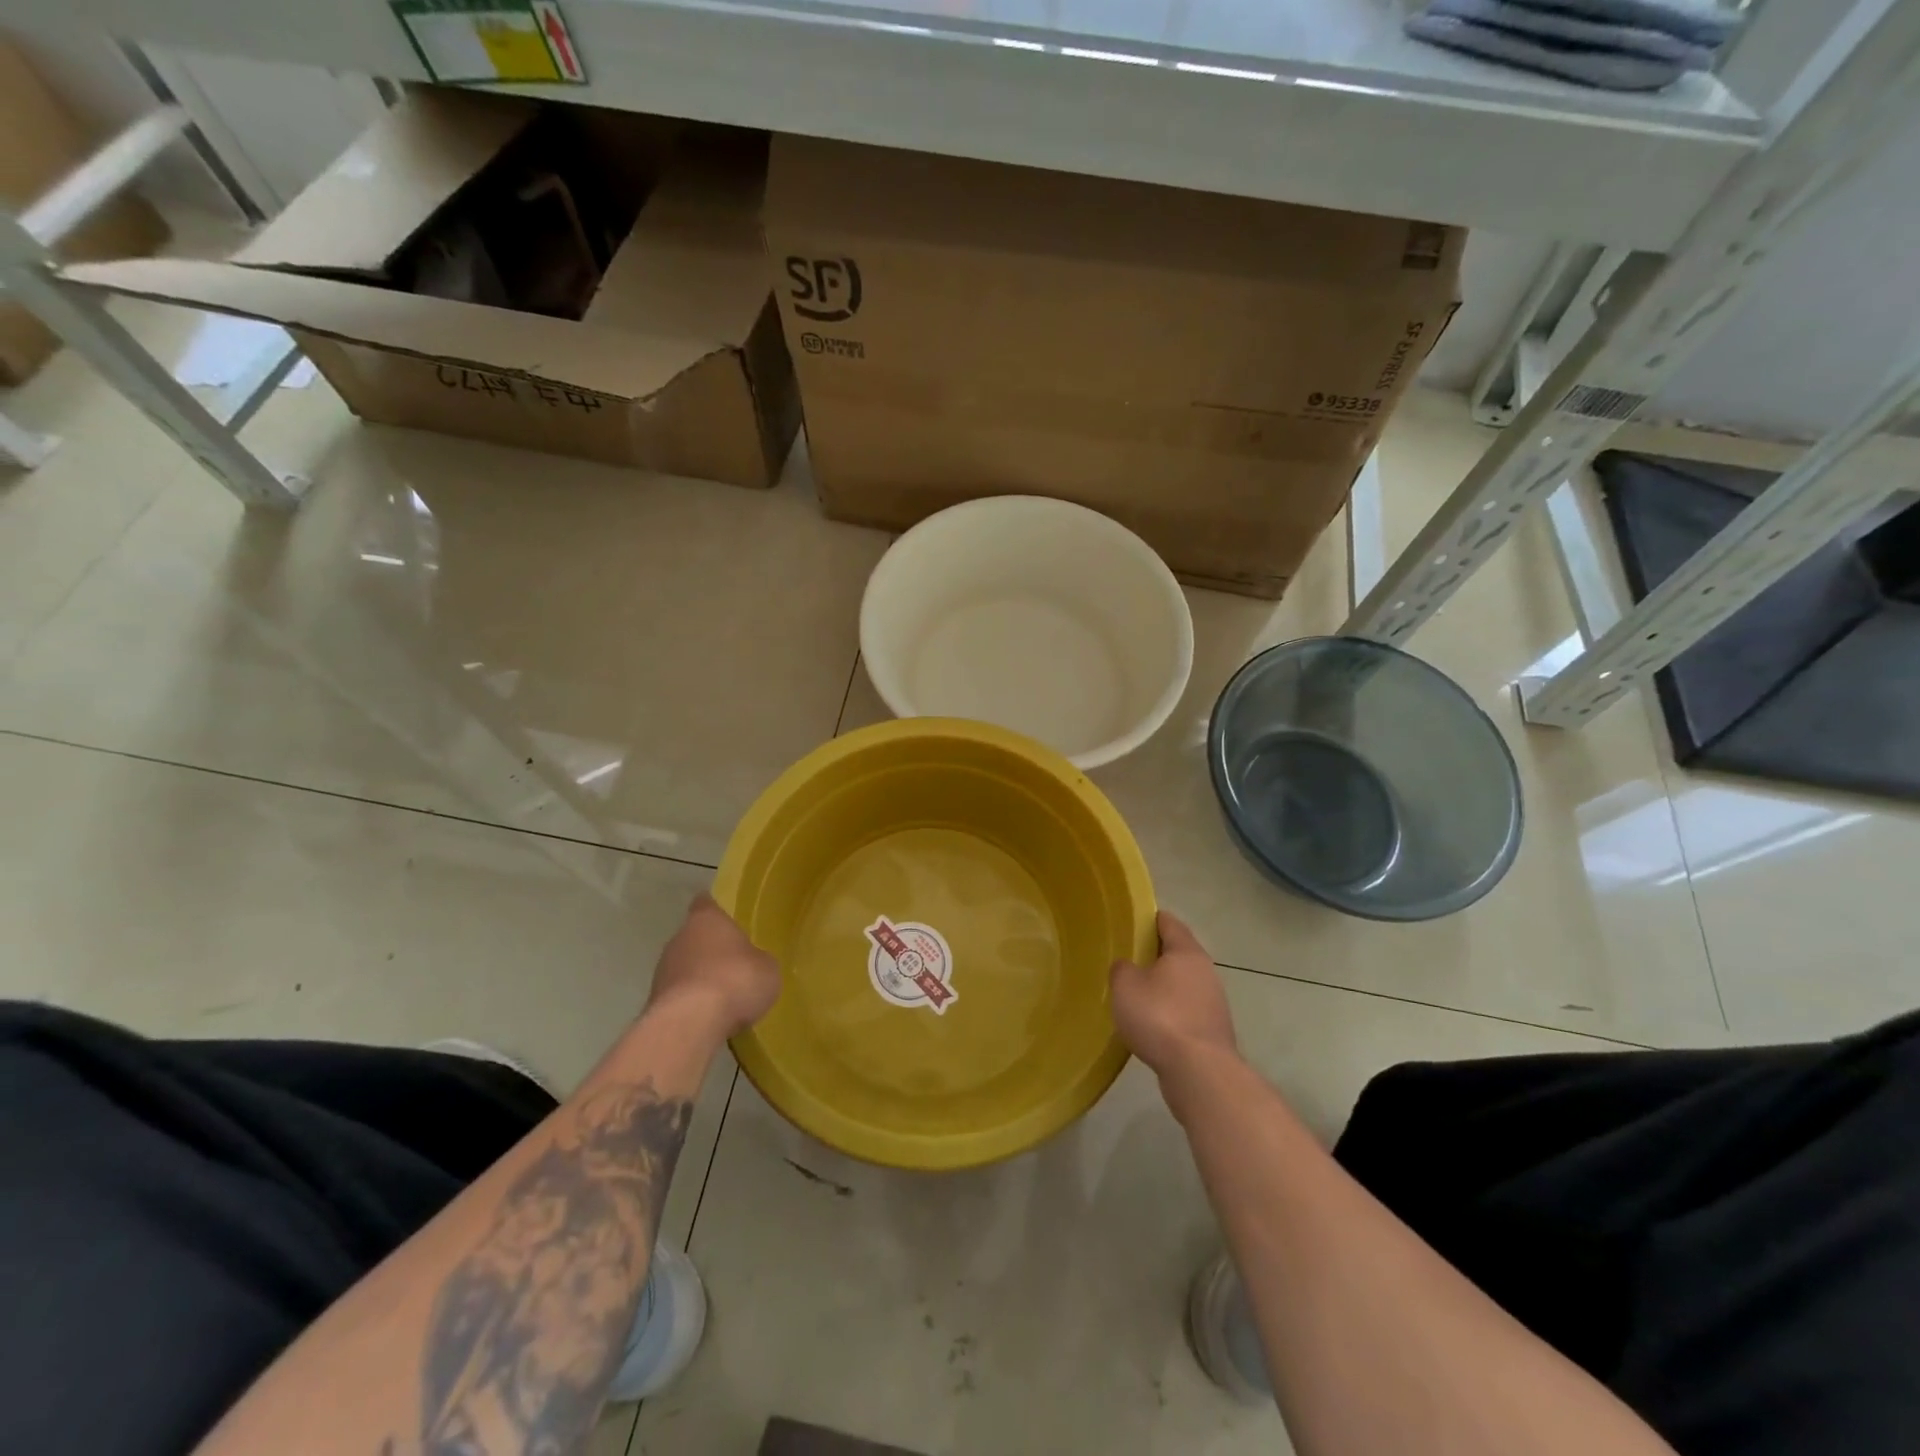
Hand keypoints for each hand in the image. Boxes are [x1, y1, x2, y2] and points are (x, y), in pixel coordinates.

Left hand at [645, 893, 780, 1040]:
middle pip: (694, 937)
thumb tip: (754, 964)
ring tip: (722, 996)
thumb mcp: (767, 968)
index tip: (725, 918)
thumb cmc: (736, 980)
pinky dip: (690, 1003)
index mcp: (706, 920)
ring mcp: (661, 971)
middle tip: (732, 964)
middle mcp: (679, 939)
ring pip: (683, 968)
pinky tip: (708, 1017)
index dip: (716, 910)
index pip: (706, 903)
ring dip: (698, 978)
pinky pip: (678, 997)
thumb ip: (758, 960)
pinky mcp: (654, 1003)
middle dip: (709, 949)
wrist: (691, 1024)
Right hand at [1110, 911, 1236, 1076]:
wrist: (1199, 1072)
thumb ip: (1122, 968)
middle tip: (1128, 959)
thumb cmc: (1160, 1017)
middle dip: (1156, 955)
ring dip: (1164, 987)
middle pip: (1179, 953)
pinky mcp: (1213, 1031)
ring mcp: (1214, 1003)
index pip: (1169, 923)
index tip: (1131, 921)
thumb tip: (1128, 967)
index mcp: (1187, 952)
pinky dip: (1171, 1012)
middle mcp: (1206, 971)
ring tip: (1137, 994)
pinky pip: (1187, 1011)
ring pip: (1184, 984)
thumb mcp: (1125, 985)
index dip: (1150, 919)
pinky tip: (1152, 1025)